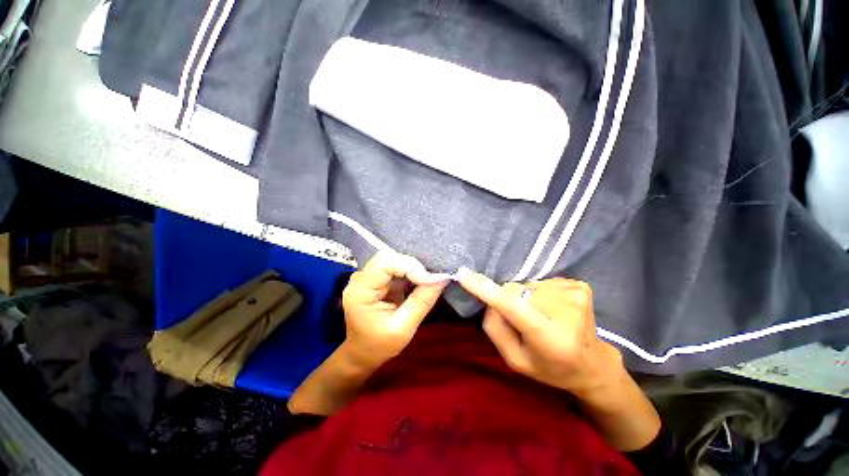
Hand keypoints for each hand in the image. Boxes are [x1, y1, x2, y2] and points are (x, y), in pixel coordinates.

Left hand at [341, 251, 448, 368]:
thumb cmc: (379, 345)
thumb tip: (443, 278)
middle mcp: (361, 278)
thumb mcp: (403, 328)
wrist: (362, 352)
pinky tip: (421, 280)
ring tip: (430, 278)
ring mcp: (368, 276)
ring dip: (414, 268)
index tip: (431, 279)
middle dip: (414, 266)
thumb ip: (422, 302)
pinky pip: (396, 267)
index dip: (410, 266)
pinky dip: (411, 272)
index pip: (385, 263)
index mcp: (360, 291)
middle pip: (389, 257)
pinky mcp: (377, 278)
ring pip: (394, 259)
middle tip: (433, 278)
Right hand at [455, 269, 623, 401]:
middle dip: (508, 300)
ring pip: (526, 284)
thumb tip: (490, 298)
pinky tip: (550, 309)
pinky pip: (540, 282)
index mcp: (550, 339)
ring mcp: (575, 295)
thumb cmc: (550, 367)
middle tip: (521, 320)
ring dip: (525, 297)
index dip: (486, 289)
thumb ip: (495, 328)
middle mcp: (566, 312)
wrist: (592, 363)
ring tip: (539, 316)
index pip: (513, 306)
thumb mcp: (515, 360)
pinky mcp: (579, 285)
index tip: (463, 274)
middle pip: (515, 290)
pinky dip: (538, 293)